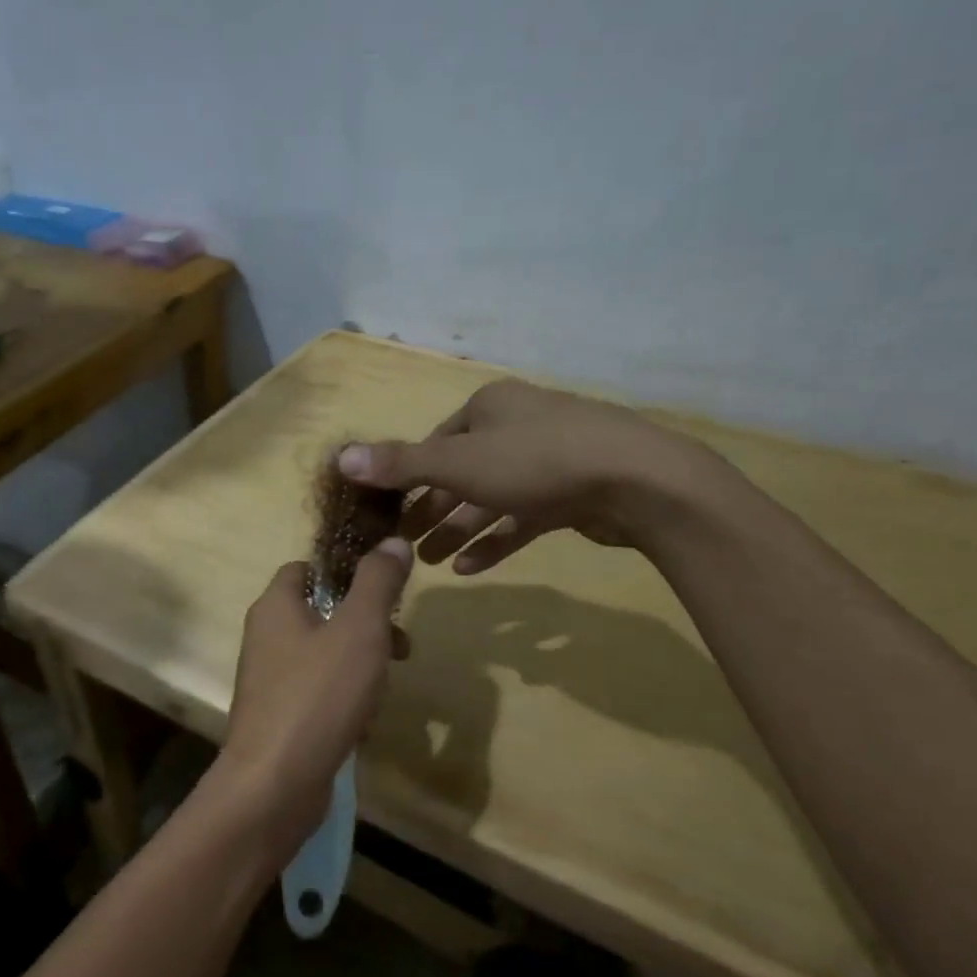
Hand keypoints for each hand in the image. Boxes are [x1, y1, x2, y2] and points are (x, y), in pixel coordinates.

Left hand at [214, 538, 412, 859]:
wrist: (274, 784)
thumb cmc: (318, 695)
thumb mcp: (359, 629)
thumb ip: (378, 582)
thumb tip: (393, 541)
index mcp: (275, 605)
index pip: (307, 567)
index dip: (346, 572)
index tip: (384, 590)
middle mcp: (265, 636)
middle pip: (321, 612)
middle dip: (365, 625)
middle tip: (401, 645)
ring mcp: (269, 679)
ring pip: (324, 654)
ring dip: (360, 665)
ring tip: (385, 687)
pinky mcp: (278, 716)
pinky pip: (317, 692)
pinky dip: (344, 699)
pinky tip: (364, 721)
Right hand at [337, 379, 730, 572]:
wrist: (637, 480)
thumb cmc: (536, 460)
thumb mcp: (458, 462)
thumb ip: (400, 464)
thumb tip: (339, 458)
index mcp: (488, 407)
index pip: (436, 442)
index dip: (408, 477)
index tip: (388, 511)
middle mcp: (516, 426)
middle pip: (461, 472)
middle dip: (431, 509)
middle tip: (404, 545)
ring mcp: (547, 460)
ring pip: (491, 498)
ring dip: (459, 529)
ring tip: (431, 563)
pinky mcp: (571, 493)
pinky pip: (523, 518)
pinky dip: (496, 540)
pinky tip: (472, 568)